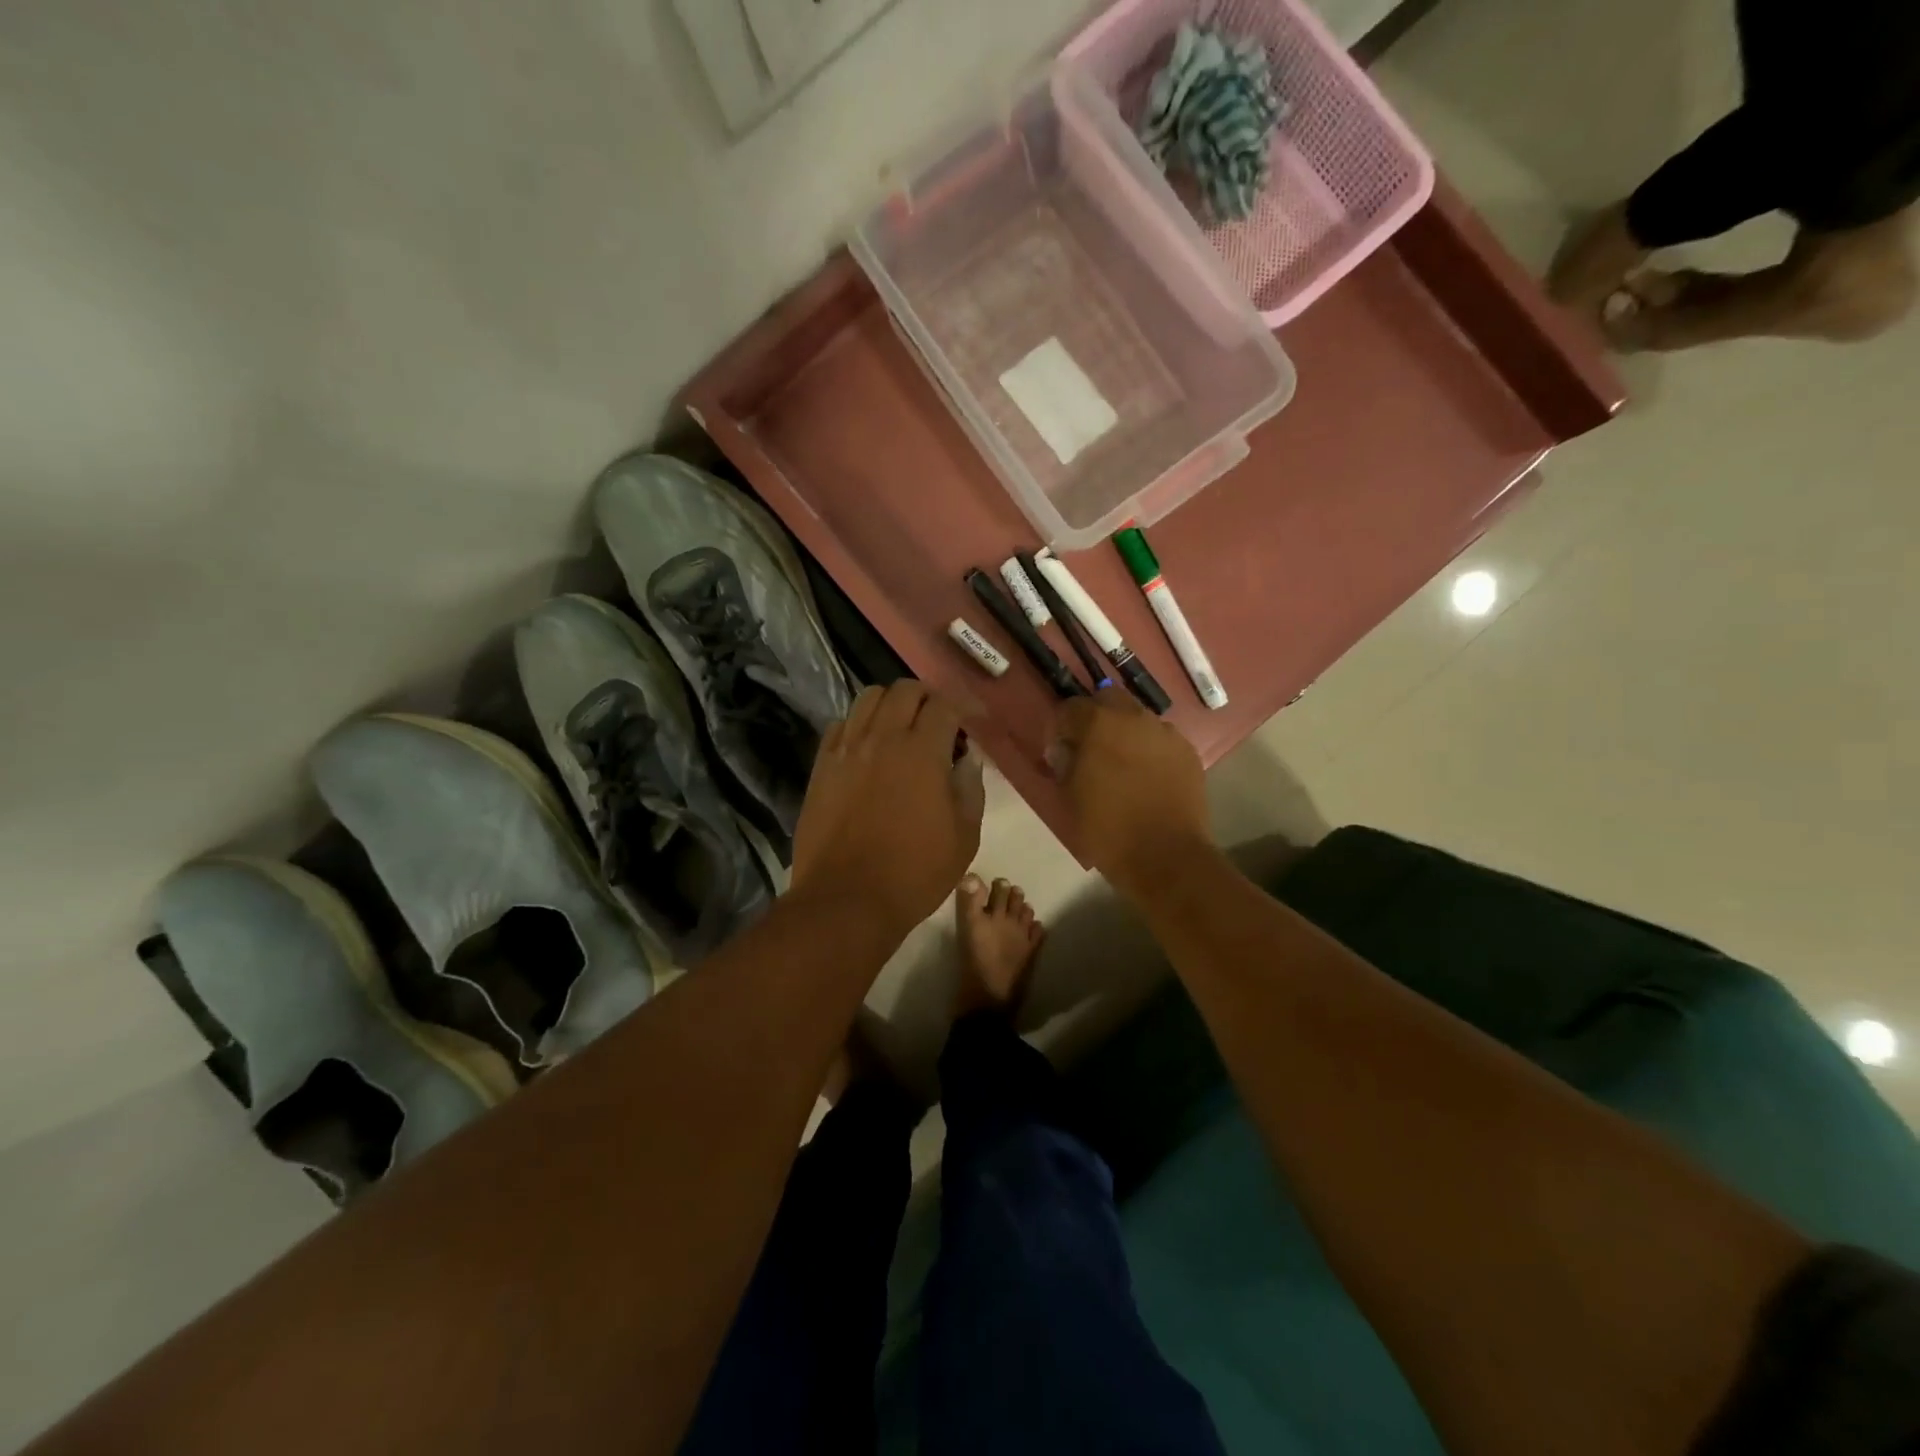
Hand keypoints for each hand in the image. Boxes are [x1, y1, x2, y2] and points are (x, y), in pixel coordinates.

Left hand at [791, 681, 984, 933]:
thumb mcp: (964, 836)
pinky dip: (859, 725)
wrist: (847, 900)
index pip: (945, 705)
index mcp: (922, 752)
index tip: (974, 720)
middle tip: (939, 721)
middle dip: (928, 698)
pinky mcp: (822, 766)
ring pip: (868, 699)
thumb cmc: (915, 872)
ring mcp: (846, 750)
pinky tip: (867, 747)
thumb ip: (970, 788)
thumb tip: (967, 759)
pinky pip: (840, 725)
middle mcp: (882, 738)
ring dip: (891, 704)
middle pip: (904, 690)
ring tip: (901, 728)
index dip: (965, 707)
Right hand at [1052, 688, 1208, 892]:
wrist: (1165, 856)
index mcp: (1099, 724)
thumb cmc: (1107, 828)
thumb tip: (1065, 750)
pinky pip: (1161, 741)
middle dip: (1096, 717)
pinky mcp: (1188, 753)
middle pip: (1110, 700)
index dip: (1061, 727)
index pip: (1071, 707)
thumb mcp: (1070, 797)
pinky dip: (1150, 750)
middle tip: (1090, 748)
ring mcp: (1166, 733)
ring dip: (1126, 732)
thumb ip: (1065, 763)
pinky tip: (1147, 777)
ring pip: (1139, 719)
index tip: (1059, 750)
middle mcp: (1135, 718)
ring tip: (1122, 764)